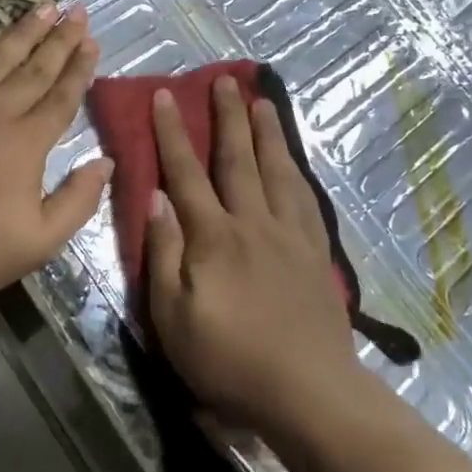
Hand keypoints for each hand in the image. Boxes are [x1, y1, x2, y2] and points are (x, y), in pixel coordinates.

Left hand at [0, 3, 112, 320]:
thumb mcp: (40, 242)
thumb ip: (78, 200)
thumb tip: (106, 162)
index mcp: (25, 143)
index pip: (61, 97)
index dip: (79, 68)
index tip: (91, 41)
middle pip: (32, 69)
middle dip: (58, 39)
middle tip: (76, 11)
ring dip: (19, 32)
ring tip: (42, 7)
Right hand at [146, 77, 367, 438]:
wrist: (308, 391)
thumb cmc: (229, 360)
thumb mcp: (174, 317)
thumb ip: (164, 254)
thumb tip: (155, 198)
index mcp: (214, 236)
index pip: (187, 173)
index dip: (173, 133)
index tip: (166, 96)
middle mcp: (253, 223)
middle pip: (238, 159)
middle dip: (228, 117)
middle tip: (225, 80)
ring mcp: (290, 235)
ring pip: (277, 170)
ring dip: (267, 133)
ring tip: (263, 103)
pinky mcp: (315, 253)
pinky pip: (306, 198)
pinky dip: (297, 170)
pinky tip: (295, 162)